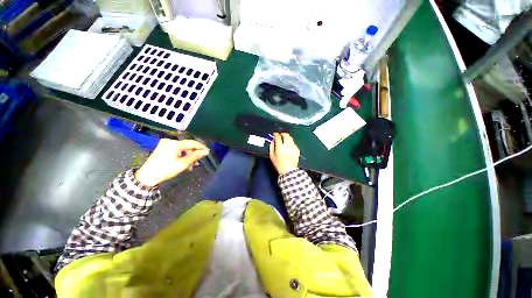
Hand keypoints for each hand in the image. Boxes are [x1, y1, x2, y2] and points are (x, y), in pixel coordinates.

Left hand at [135, 138, 208, 186]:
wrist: (147, 176)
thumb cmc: (166, 170)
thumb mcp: (183, 164)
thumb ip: (195, 156)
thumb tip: (205, 151)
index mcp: (175, 144)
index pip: (192, 143)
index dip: (201, 147)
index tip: (208, 152)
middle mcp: (170, 141)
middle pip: (187, 145)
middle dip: (194, 153)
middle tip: (198, 162)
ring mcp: (165, 143)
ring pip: (183, 148)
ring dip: (188, 155)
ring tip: (192, 165)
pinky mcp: (163, 147)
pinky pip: (177, 149)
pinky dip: (182, 155)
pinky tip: (184, 162)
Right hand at [269, 132, 299, 174]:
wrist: (288, 170)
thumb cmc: (279, 164)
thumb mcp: (272, 156)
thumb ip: (271, 147)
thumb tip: (272, 141)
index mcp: (280, 147)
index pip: (278, 137)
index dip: (276, 134)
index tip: (275, 134)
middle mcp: (287, 145)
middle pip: (286, 135)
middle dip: (282, 133)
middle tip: (280, 134)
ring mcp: (293, 147)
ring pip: (290, 138)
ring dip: (287, 137)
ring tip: (284, 139)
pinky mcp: (297, 149)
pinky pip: (293, 143)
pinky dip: (290, 142)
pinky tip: (288, 145)